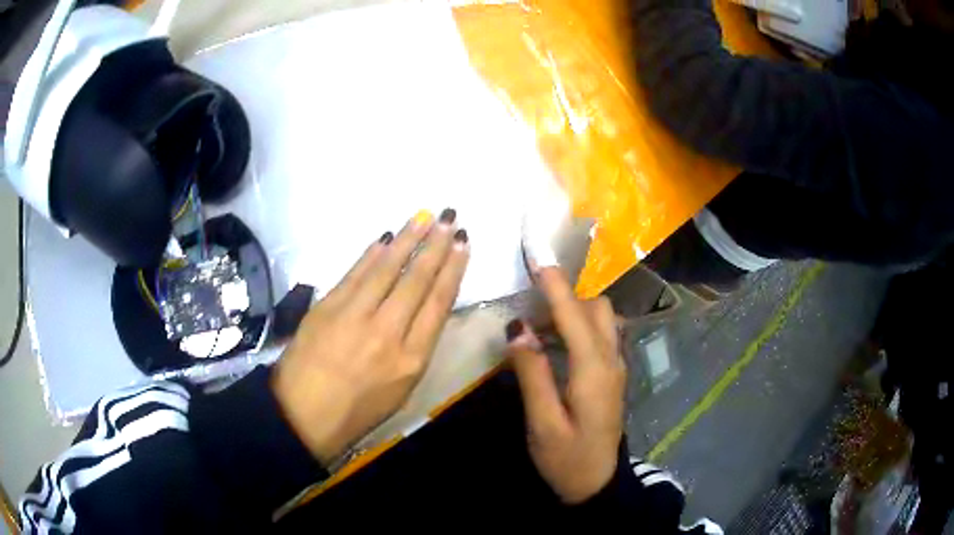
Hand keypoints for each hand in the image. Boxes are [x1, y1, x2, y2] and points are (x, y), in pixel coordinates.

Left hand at [272, 209, 469, 465]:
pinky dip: (371, 253)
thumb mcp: (402, 388)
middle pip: (416, 279)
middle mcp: (387, 332)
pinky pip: (355, 273)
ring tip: (424, 217)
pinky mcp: (327, 307)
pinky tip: (385, 238)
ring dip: (407, 239)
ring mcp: (354, 316)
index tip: (463, 243)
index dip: (453, 268)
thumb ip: (416, 345)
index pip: (438, 302)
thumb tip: (425, 304)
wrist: (303, 414)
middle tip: (449, 217)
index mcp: (412, 359)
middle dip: (436, 245)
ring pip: (387, 269)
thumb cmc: (358, 410)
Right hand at [505, 267, 625, 503]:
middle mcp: (611, 360)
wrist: (598, 483)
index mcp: (593, 371)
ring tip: (535, 325)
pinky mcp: (612, 375)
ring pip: (600, 319)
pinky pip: (599, 335)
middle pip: (596, 308)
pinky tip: (553, 343)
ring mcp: (615, 367)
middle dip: (565, 296)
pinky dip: (577, 326)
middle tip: (529, 304)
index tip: (537, 256)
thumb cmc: (567, 459)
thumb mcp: (543, 422)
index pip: (574, 316)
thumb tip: (517, 329)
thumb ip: (532, 373)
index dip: (555, 285)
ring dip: (571, 311)